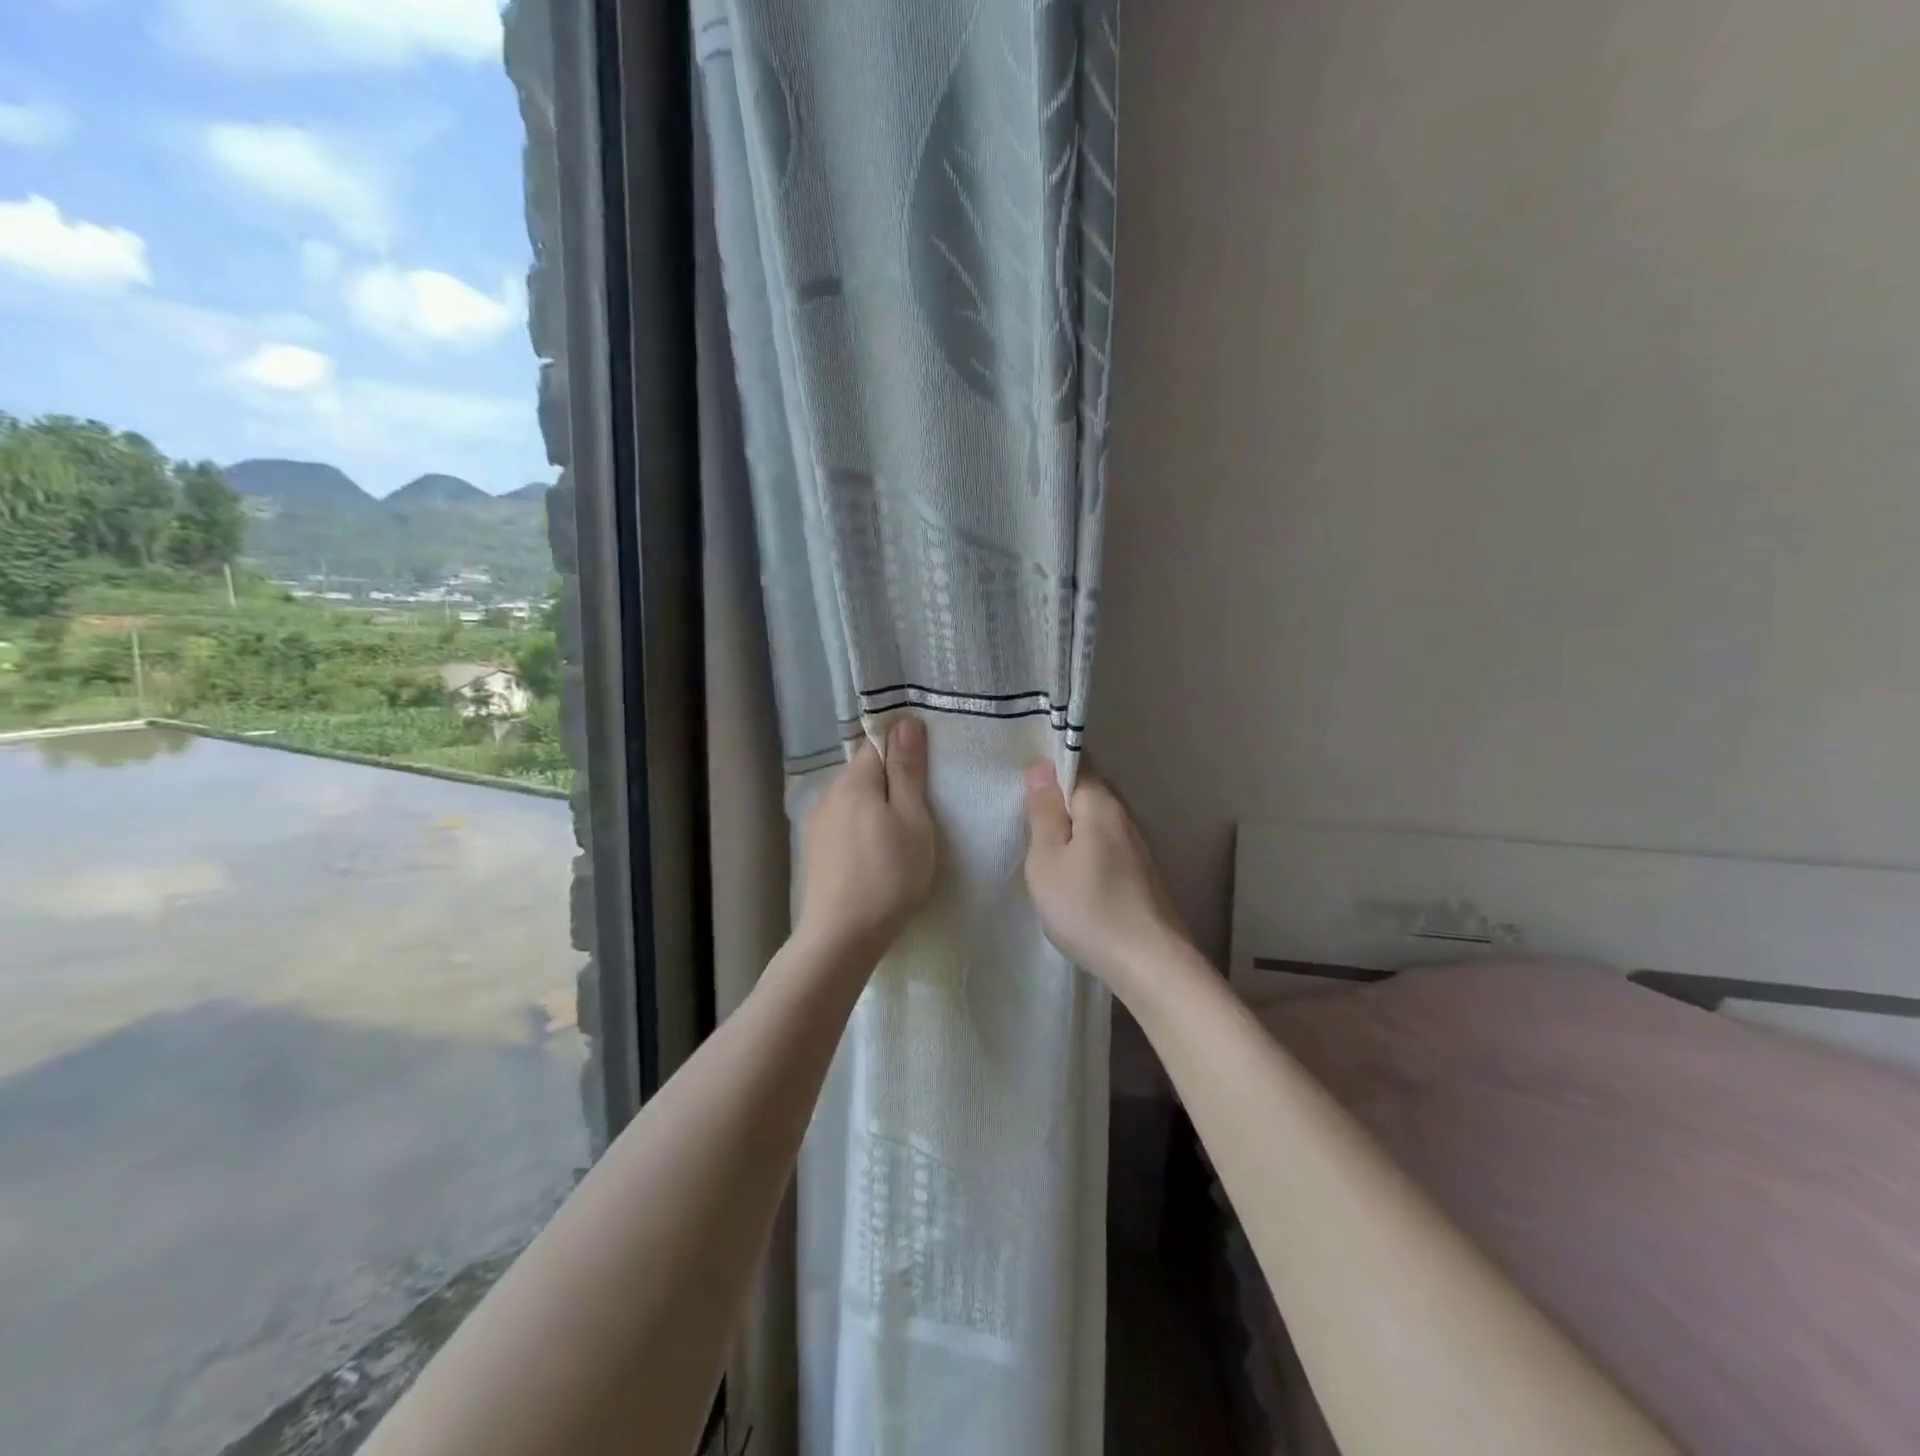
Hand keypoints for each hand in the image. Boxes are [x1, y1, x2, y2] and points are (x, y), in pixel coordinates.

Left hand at [796, 716, 937, 959]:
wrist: (842, 936)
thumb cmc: (889, 875)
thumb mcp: (912, 819)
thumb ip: (908, 770)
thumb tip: (905, 722)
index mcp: (854, 781)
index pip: (877, 743)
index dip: (903, 748)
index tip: (928, 770)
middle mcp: (829, 794)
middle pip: (865, 771)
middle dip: (892, 779)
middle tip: (923, 806)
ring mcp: (818, 824)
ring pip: (855, 799)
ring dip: (877, 806)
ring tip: (901, 832)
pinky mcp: (816, 851)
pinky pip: (845, 823)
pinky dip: (863, 827)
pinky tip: (876, 852)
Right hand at [1023, 763, 1189, 996]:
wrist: (1149, 964)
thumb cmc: (1088, 907)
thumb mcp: (1048, 859)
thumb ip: (1043, 812)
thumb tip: (1041, 768)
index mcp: (1101, 804)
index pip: (1077, 762)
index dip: (1050, 763)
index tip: (1023, 779)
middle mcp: (1125, 817)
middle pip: (1088, 792)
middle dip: (1059, 798)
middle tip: (1026, 816)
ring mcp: (1138, 847)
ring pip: (1098, 822)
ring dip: (1073, 828)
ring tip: (1044, 847)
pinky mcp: (1142, 875)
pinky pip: (1107, 846)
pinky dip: (1087, 850)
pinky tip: (1074, 875)